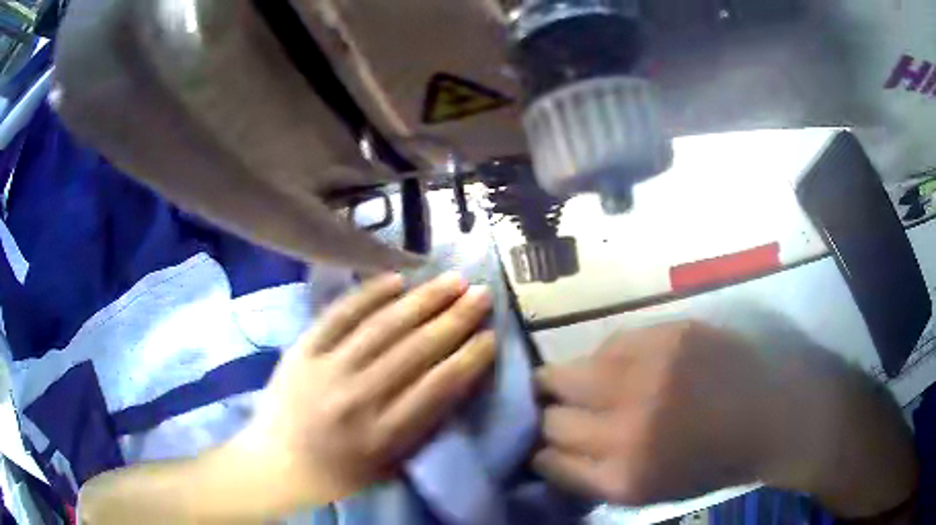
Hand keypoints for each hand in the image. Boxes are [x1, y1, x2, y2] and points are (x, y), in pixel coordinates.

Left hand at [235, 273, 495, 505]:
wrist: (277, 462)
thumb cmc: (340, 472)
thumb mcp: (390, 465)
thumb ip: (422, 426)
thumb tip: (454, 379)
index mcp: (383, 435)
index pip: (438, 388)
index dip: (469, 358)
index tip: (491, 336)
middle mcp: (358, 398)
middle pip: (415, 349)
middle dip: (455, 319)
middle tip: (482, 294)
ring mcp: (326, 369)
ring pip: (383, 326)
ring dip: (422, 299)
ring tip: (452, 279)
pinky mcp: (302, 350)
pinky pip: (339, 315)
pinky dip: (369, 294)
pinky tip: (396, 279)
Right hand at [534, 321, 777, 504]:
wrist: (769, 414)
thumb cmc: (709, 462)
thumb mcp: (648, 491)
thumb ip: (594, 476)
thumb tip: (547, 452)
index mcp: (624, 476)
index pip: (546, 460)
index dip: (541, 451)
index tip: (545, 445)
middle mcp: (627, 429)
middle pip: (551, 418)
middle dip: (549, 417)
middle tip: (561, 412)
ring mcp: (646, 377)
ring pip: (565, 374)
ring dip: (564, 382)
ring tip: (580, 383)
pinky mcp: (665, 336)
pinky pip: (608, 344)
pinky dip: (607, 358)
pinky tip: (625, 366)